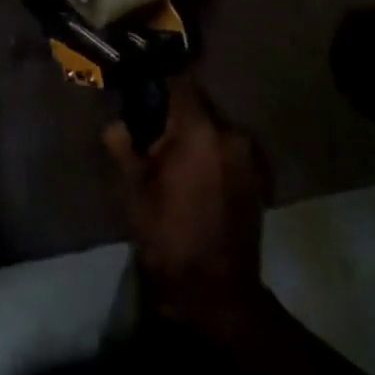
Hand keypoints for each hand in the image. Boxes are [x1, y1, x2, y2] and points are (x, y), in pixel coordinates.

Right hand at [106, 75, 270, 335]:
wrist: (217, 292)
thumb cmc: (169, 235)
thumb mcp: (134, 191)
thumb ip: (124, 147)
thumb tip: (116, 124)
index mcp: (200, 131)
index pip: (181, 84)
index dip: (159, 83)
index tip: (142, 87)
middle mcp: (230, 135)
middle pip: (199, 108)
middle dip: (176, 115)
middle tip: (152, 131)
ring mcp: (249, 158)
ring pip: (214, 131)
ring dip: (195, 136)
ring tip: (173, 158)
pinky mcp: (257, 180)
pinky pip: (228, 152)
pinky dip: (211, 155)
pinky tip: (195, 178)